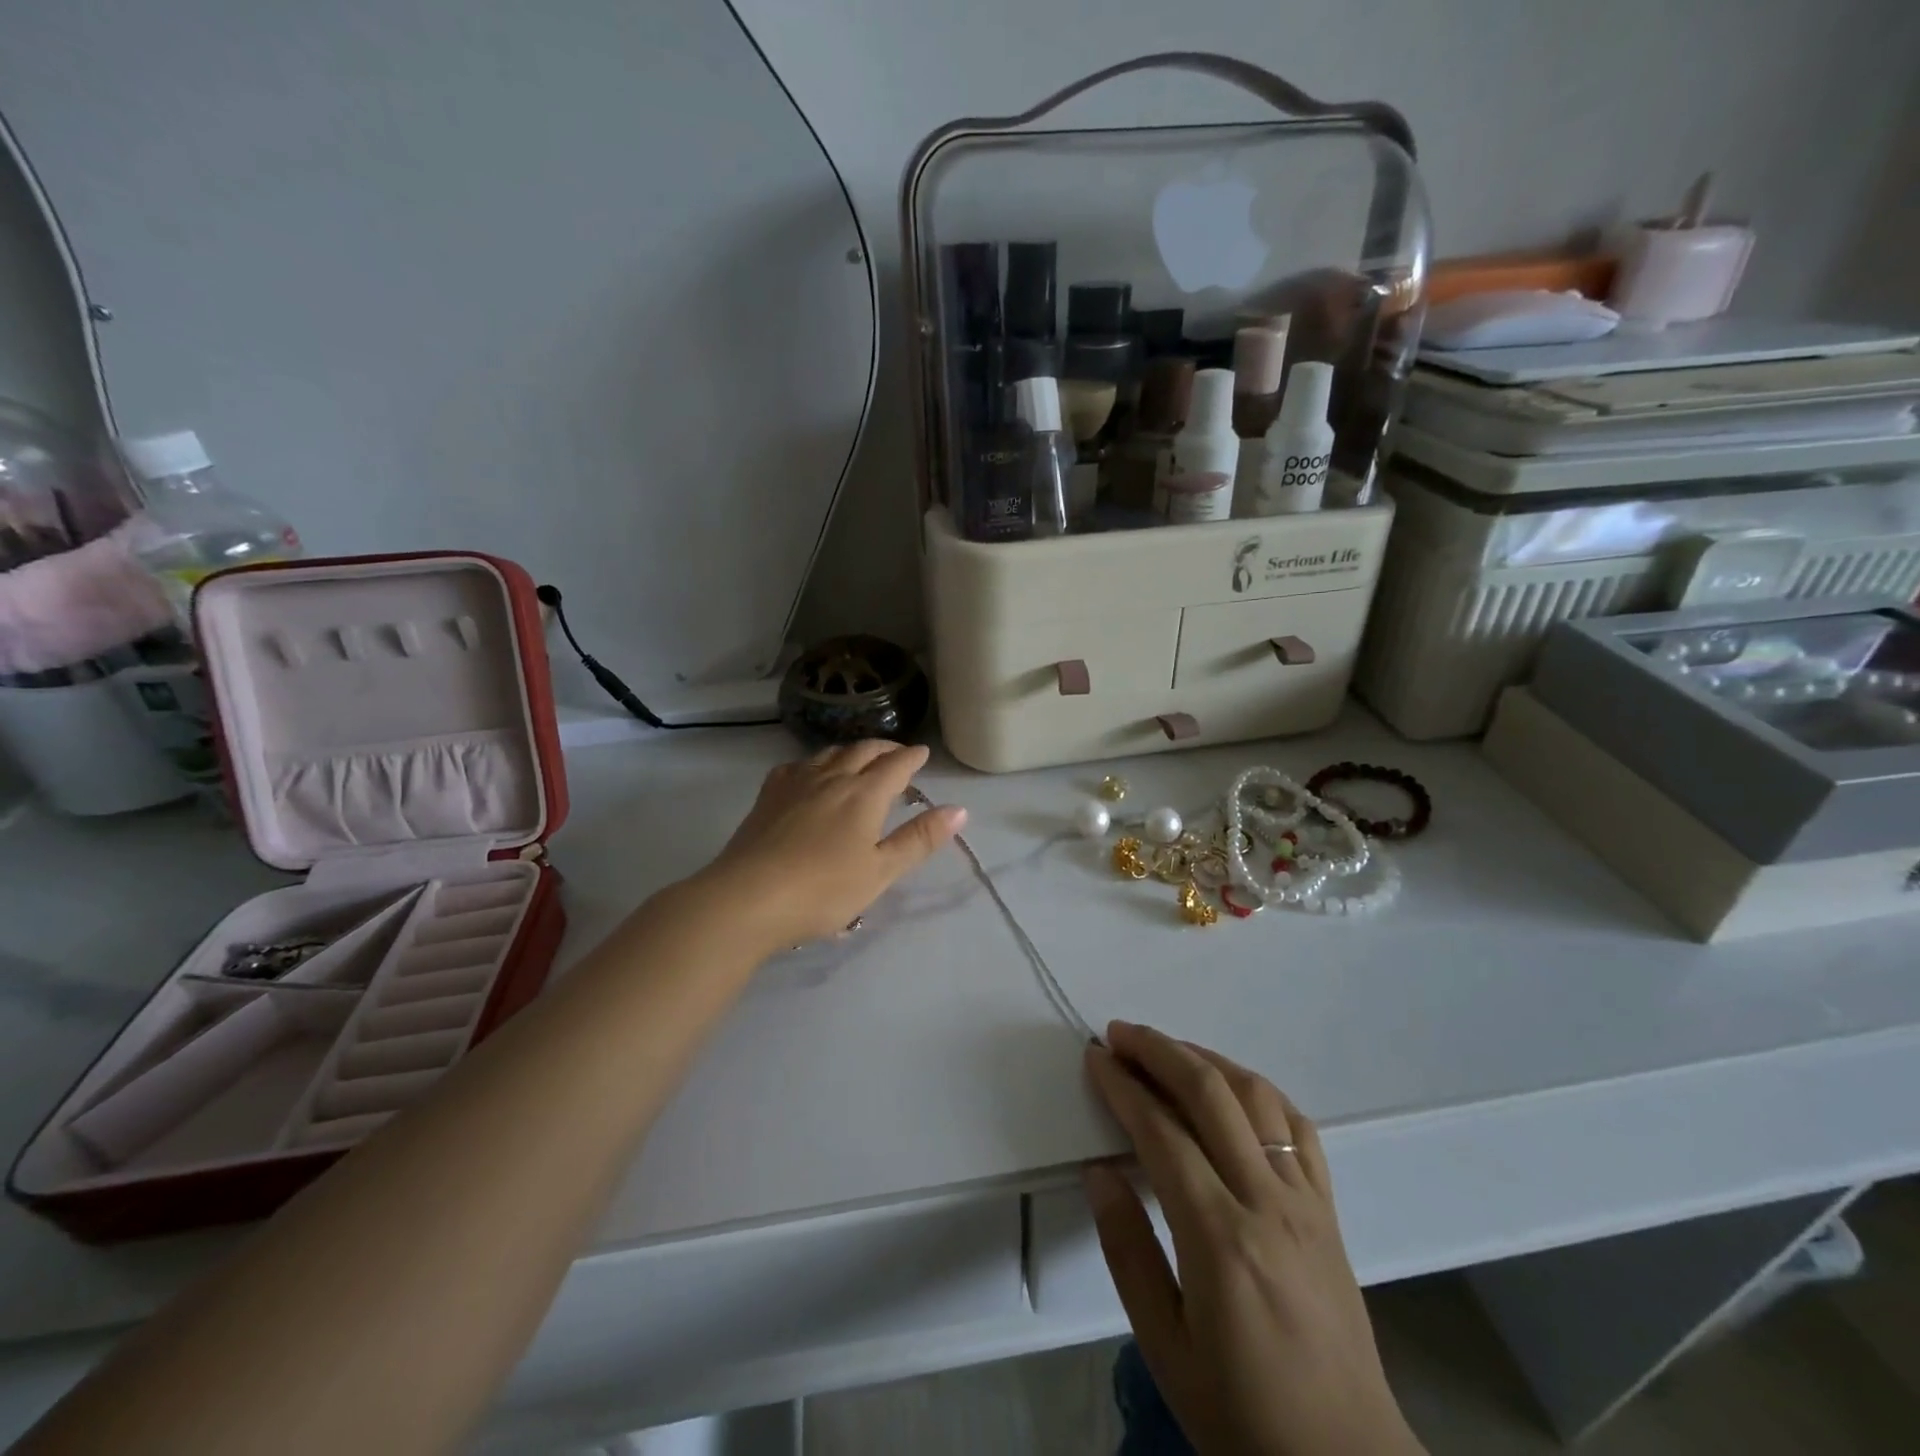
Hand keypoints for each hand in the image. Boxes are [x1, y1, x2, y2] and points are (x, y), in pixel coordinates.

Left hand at [699, 741, 964, 951]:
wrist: (747, 898)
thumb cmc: (823, 890)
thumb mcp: (880, 872)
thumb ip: (918, 839)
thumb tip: (959, 809)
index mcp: (864, 794)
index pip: (895, 765)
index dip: (912, 757)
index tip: (923, 753)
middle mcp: (831, 778)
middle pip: (863, 751)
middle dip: (885, 748)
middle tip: (897, 754)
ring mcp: (796, 783)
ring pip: (829, 753)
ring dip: (851, 751)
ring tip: (860, 759)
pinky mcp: (768, 796)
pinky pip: (797, 766)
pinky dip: (815, 763)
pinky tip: (810, 774)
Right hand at [1084, 1022, 1421, 1455]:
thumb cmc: (1242, 1415)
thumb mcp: (1164, 1348)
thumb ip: (1127, 1251)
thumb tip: (1099, 1170)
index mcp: (1220, 1239)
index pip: (1161, 1132)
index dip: (1123, 1086)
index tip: (1095, 1057)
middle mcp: (1267, 1203)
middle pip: (1210, 1093)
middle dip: (1159, 1050)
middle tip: (1121, 1034)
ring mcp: (1306, 1200)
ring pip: (1256, 1096)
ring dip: (1206, 1058)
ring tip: (1167, 1049)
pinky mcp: (1330, 1209)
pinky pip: (1298, 1126)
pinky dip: (1258, 1090)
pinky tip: (1233, 1088)